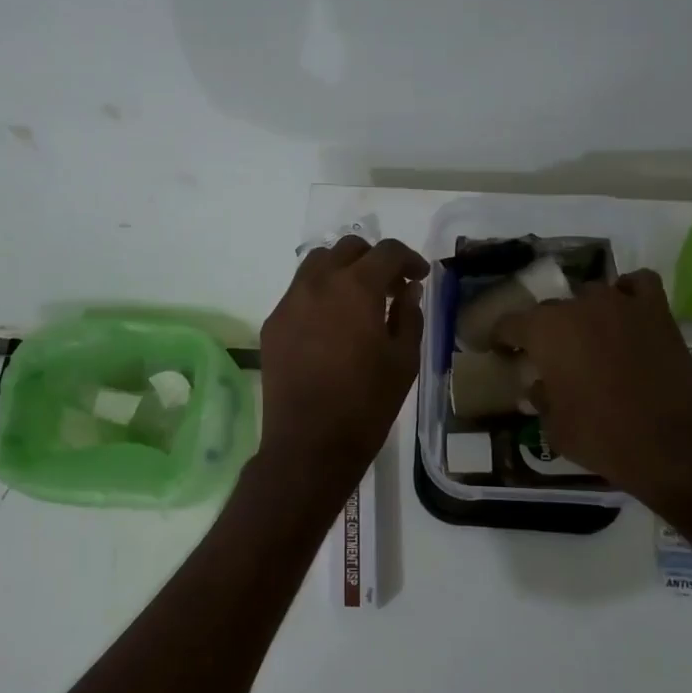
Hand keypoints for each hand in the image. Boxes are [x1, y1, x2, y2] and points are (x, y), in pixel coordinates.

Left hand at [259, 236, 428, 486]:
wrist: (309, 444)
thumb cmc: (366, 404)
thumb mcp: (403, 360)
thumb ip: (409, 316)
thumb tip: (407, 291)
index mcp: (356, 288)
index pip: (387, 252)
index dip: (409, 259)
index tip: (418, 277)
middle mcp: (318, 283)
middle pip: (348, 248)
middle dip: (374, 259)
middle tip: (390, 287)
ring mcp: (289, 302)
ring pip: (317, 264)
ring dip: (342, 270)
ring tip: (358, 299)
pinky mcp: (273, 324)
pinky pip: (298, 292)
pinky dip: (319, 293)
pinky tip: (330, 324)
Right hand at [495, 269, 691, 514]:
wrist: (675, 446)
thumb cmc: (603, 437)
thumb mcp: (554, 427)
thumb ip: (541, 398)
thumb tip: (539, 385)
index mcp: (544, 331)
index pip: (508, 324)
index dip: (500, 338)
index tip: (499, 351)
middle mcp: (578, 307)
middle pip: (550, 308)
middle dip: (543, 330)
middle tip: (548, 357)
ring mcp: (620, 304)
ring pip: (590, 294)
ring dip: (584, 313)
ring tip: (589, 338)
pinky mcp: (657, 312)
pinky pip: (637, 285)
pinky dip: (628, 293)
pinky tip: (625, 313)